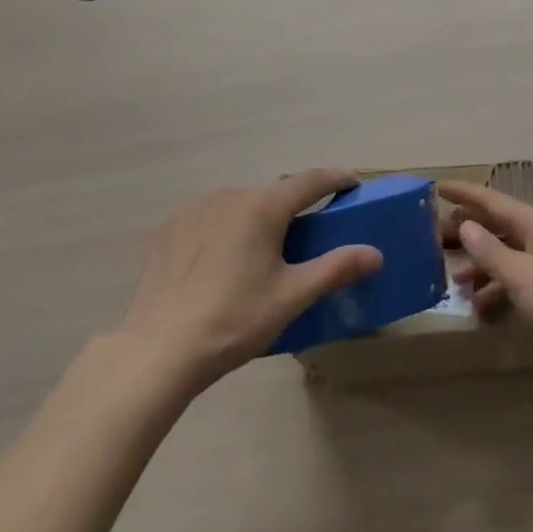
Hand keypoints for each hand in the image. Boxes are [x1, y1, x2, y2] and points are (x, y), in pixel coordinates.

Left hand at [113, 170, 382, 396]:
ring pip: (239, 205)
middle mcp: (230, 194)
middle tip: (304, 237)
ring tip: (258, 255)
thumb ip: (335, 269)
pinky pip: (208, 218)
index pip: (310, 180)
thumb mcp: (290, 298)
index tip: (353, 183)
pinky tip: (218, 262)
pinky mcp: (169, 228)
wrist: (157, 352)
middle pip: (272, 195)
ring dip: (255, 219)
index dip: (336, 178)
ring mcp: (195, 208)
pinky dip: (223, 230)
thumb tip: (375, 254)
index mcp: (263, 206)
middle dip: (292, 209)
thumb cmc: (233, 321)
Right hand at [438, 180, 532, 392]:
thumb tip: (465, 225)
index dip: (464, 194)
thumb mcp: (522, 276)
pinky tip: (482, 309)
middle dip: (469, 232)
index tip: (437, 188)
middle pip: (498, 227)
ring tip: (455, 281)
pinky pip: (517, 283)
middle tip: (436, 239)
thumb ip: (490, 251)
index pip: (492, 201)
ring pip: (507, 257)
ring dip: (482, 266)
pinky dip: (498, 291)